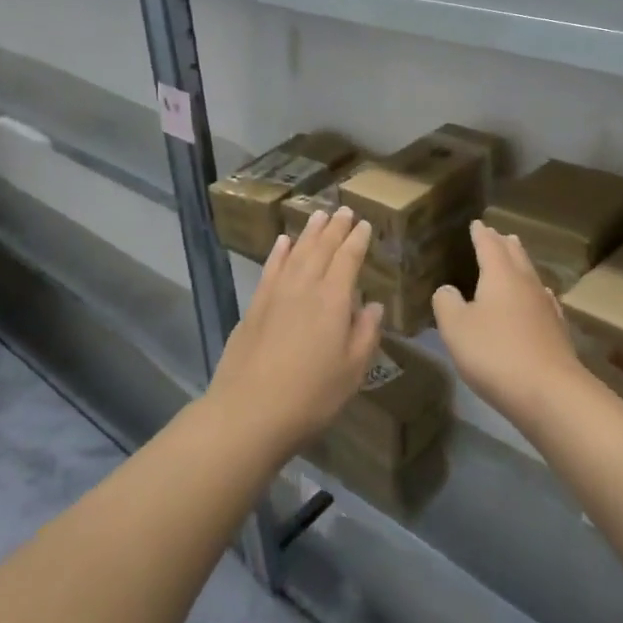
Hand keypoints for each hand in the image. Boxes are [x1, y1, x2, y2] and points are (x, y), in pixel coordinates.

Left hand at [207, 207, 383, 460]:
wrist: (249, 412)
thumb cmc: (311, 395)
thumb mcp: (352, 370)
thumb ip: (365, 333)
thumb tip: (372, 306)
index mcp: (333, 300)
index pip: (348, 259)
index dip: (358, 240)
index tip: (365, 225)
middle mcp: (304, 287)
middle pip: (321, 248)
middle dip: (335, 228)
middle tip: (345, 211)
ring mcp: (276, 294)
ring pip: (295, 252)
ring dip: (309, 232)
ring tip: (318, 216)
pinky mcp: (255, 306)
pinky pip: (270, 268)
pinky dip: (279, 252)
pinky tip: (283, 242)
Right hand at [433, 221, 582, 427]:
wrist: (549, 392)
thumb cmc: (495, 353)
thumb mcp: (456, 328)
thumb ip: (446, 304)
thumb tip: (447, 289)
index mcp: (500, 276)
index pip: (489, 246)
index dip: (481, 235)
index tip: (477, 224)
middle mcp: (526, 284)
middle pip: (516, 256)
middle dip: (504, 244)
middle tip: (498, 234)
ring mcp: (546, 307)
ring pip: (531, 277)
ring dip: (521, 265)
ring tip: (516, 259)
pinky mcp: (557, 331)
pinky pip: (543, 300)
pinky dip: (535, 293)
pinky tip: (539, 299)